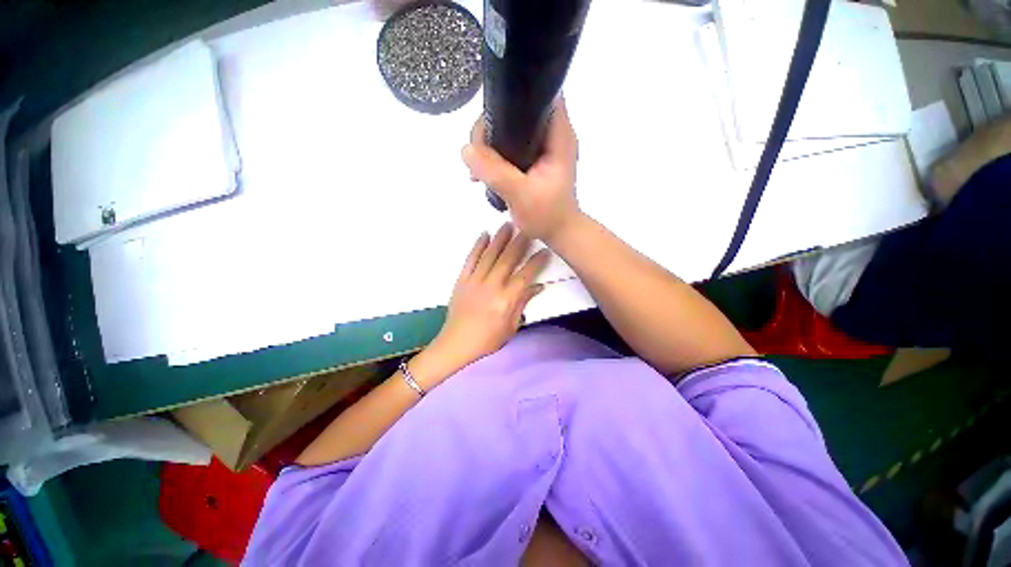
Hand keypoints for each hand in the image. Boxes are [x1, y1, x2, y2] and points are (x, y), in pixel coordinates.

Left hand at [424, 223, 548, 379]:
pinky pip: (470, 259)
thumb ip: (523, 303)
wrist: (457, 342)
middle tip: (528, 228)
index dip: (536, 262)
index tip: (545, 251)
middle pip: (508, 259)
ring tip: (508, 224)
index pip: (525, 275)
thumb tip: (537, 287)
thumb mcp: (511, 326)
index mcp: (506, 299)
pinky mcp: (462, 280)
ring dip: (500, 238)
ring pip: (490, 255)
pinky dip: (477, 246)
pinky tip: (484, 235)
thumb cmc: (488, 339)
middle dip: (519, 242)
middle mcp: (491, 286)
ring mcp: (475, 281)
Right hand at [462, 97, 581, 242]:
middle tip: (477, 150)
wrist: (558, 233)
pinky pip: (509, 147)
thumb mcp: (521, 195)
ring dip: (490, 144)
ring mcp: (541, 148)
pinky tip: (483, 172)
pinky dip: (495, 156)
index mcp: (558, 135)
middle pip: (518, 111)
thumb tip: (466, 150)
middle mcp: (551, 135)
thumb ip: (495, 172)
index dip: (514, 96)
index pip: (540, 95)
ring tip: (476, 166)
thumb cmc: (547, 216)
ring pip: (510, 130)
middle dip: (493, 125)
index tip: (490, 114)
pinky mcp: (533, 160)